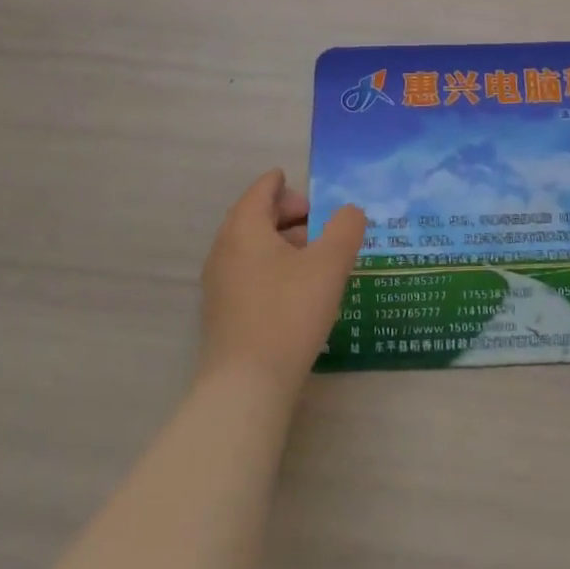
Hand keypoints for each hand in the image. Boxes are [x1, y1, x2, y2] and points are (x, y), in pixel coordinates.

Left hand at [199, 170, 366, 396]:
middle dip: (285, 213)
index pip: (260, 191)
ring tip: (314, 255)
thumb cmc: (289, 313)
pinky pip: (247, 271)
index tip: (297, 181)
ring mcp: (219, 284)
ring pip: (251, 246)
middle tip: (317, 221)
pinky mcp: (222, 313)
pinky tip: (296, 287)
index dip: (280, 183)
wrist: (246, 387)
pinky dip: (271, 265)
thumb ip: (346, 228)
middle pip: (253, 217)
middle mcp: (224, 250)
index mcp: (245, 229)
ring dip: (281, 241)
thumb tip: (350, 211)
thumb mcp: (330, 265)